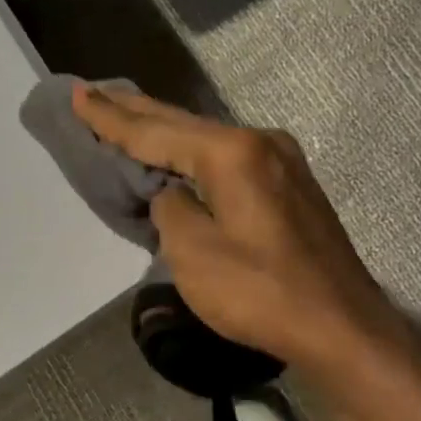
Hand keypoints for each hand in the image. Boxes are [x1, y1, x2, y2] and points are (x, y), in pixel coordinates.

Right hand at [72, 85, 401, 370]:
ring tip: (130, 117)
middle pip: (185, 124)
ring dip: (169, 132)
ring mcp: (283, 162)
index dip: (112, 118)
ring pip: (210, 139)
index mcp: (232, 152)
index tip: (79, 95)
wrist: (341, 327)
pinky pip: (231, 158)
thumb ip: (171, 209)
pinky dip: (197, 154)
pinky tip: (182, 153)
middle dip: (138, 111)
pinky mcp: (292, 187)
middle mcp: (261, 142)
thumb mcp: (194, 253)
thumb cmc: (261, 292)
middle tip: (96, 93)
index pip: (156, 132)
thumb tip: (175, 194)